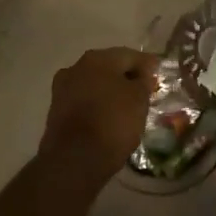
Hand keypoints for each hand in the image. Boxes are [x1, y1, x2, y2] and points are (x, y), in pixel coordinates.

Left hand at [42, 47, 154, 179]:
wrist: (74, 160)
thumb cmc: (113, 122)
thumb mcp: (139, 100)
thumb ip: (143, 82)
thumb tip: (142, 75)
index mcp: (98, 58)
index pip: (129, 55)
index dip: (147, 65)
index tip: (158, 74)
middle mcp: (77, 67)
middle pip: (109, 67)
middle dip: (126, 77)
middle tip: (144, 90)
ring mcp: (63, 89)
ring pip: (94, 84)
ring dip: (110, 91)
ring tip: (127, 106)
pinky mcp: (56, 111)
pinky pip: (84, 101)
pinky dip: (97, 105)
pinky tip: (108, 117)